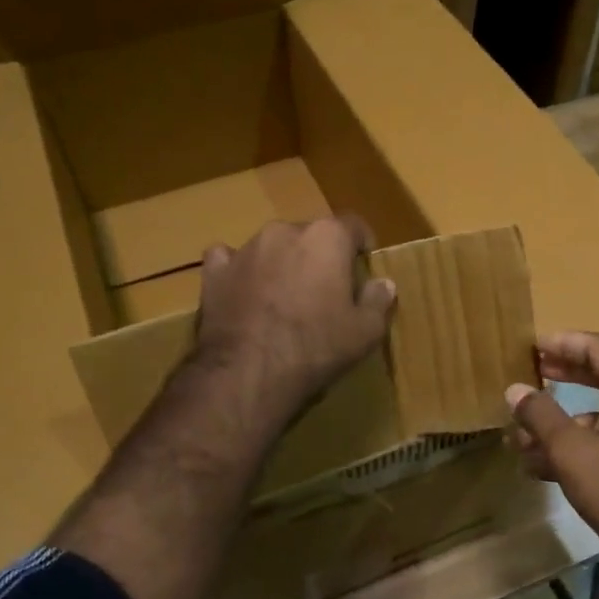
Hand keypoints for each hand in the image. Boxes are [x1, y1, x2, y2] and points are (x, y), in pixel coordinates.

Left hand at [194, 215, 396, 417]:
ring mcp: (246, 248)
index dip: (361, 246)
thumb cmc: (316, 347)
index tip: (362, 268)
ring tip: (284, 298)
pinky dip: (239, 271)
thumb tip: (383, 283)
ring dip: (282, 263)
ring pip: (272, 246)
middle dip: (320, 256)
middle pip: (311, 235)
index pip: (354, 225)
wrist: (248, 373)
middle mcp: (285, 230)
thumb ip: (378, 301)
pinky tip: (243, 292)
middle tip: (325, 291)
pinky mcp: (215, 270)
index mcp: (327, 237)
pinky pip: (230, 260)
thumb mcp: (365, 332)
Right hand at [506, 331, 598, 579]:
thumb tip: (515, 388)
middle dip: (564, 376)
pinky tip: (544, 471)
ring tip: (521, 439)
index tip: (534, 345)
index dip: (566, 341)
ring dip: (561, 424)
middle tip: (532, 374)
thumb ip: (541, 416)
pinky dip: (577, 451)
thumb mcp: (572, 451)